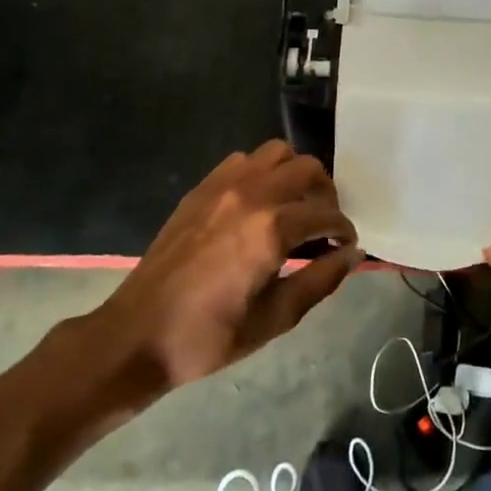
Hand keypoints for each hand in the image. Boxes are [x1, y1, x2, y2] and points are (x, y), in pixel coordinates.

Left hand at [97, 140, 362, 390]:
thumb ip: (321, 281)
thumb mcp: (276, 319)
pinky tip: (258, 204)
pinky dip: (262, 172)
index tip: (345, 246)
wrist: (138, 335)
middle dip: (325, 194)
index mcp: (272, 229)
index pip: (327, 213)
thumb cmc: (210, 336)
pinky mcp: (201, 189)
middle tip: (323, 225)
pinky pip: (243, 160)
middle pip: (307, 168)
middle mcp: (252, 195)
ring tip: (293, 207)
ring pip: (276, 153)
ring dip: (294, 174)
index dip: (343, 230)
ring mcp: (223, 186)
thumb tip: (353, 254)